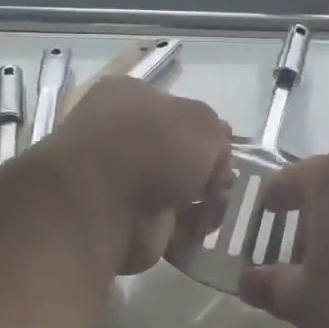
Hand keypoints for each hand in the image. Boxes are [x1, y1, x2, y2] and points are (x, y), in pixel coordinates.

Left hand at [45, 78, 231, 274]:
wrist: (102, 205)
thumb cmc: (151, 146)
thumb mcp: (202, 123)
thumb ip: (218, 136)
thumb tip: (217, 158)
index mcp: (128, 99)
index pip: (174, 109)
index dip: (204, 129)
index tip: (226, 147)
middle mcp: (122, 138)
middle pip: (179, 153)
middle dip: (207, 170)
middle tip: (225, 182)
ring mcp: (123, 183)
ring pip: (178, 190)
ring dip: (204, 201)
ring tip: (216, 206)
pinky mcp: (129, 223)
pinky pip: (172, 224)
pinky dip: (191, 228)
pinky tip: (202, 227)